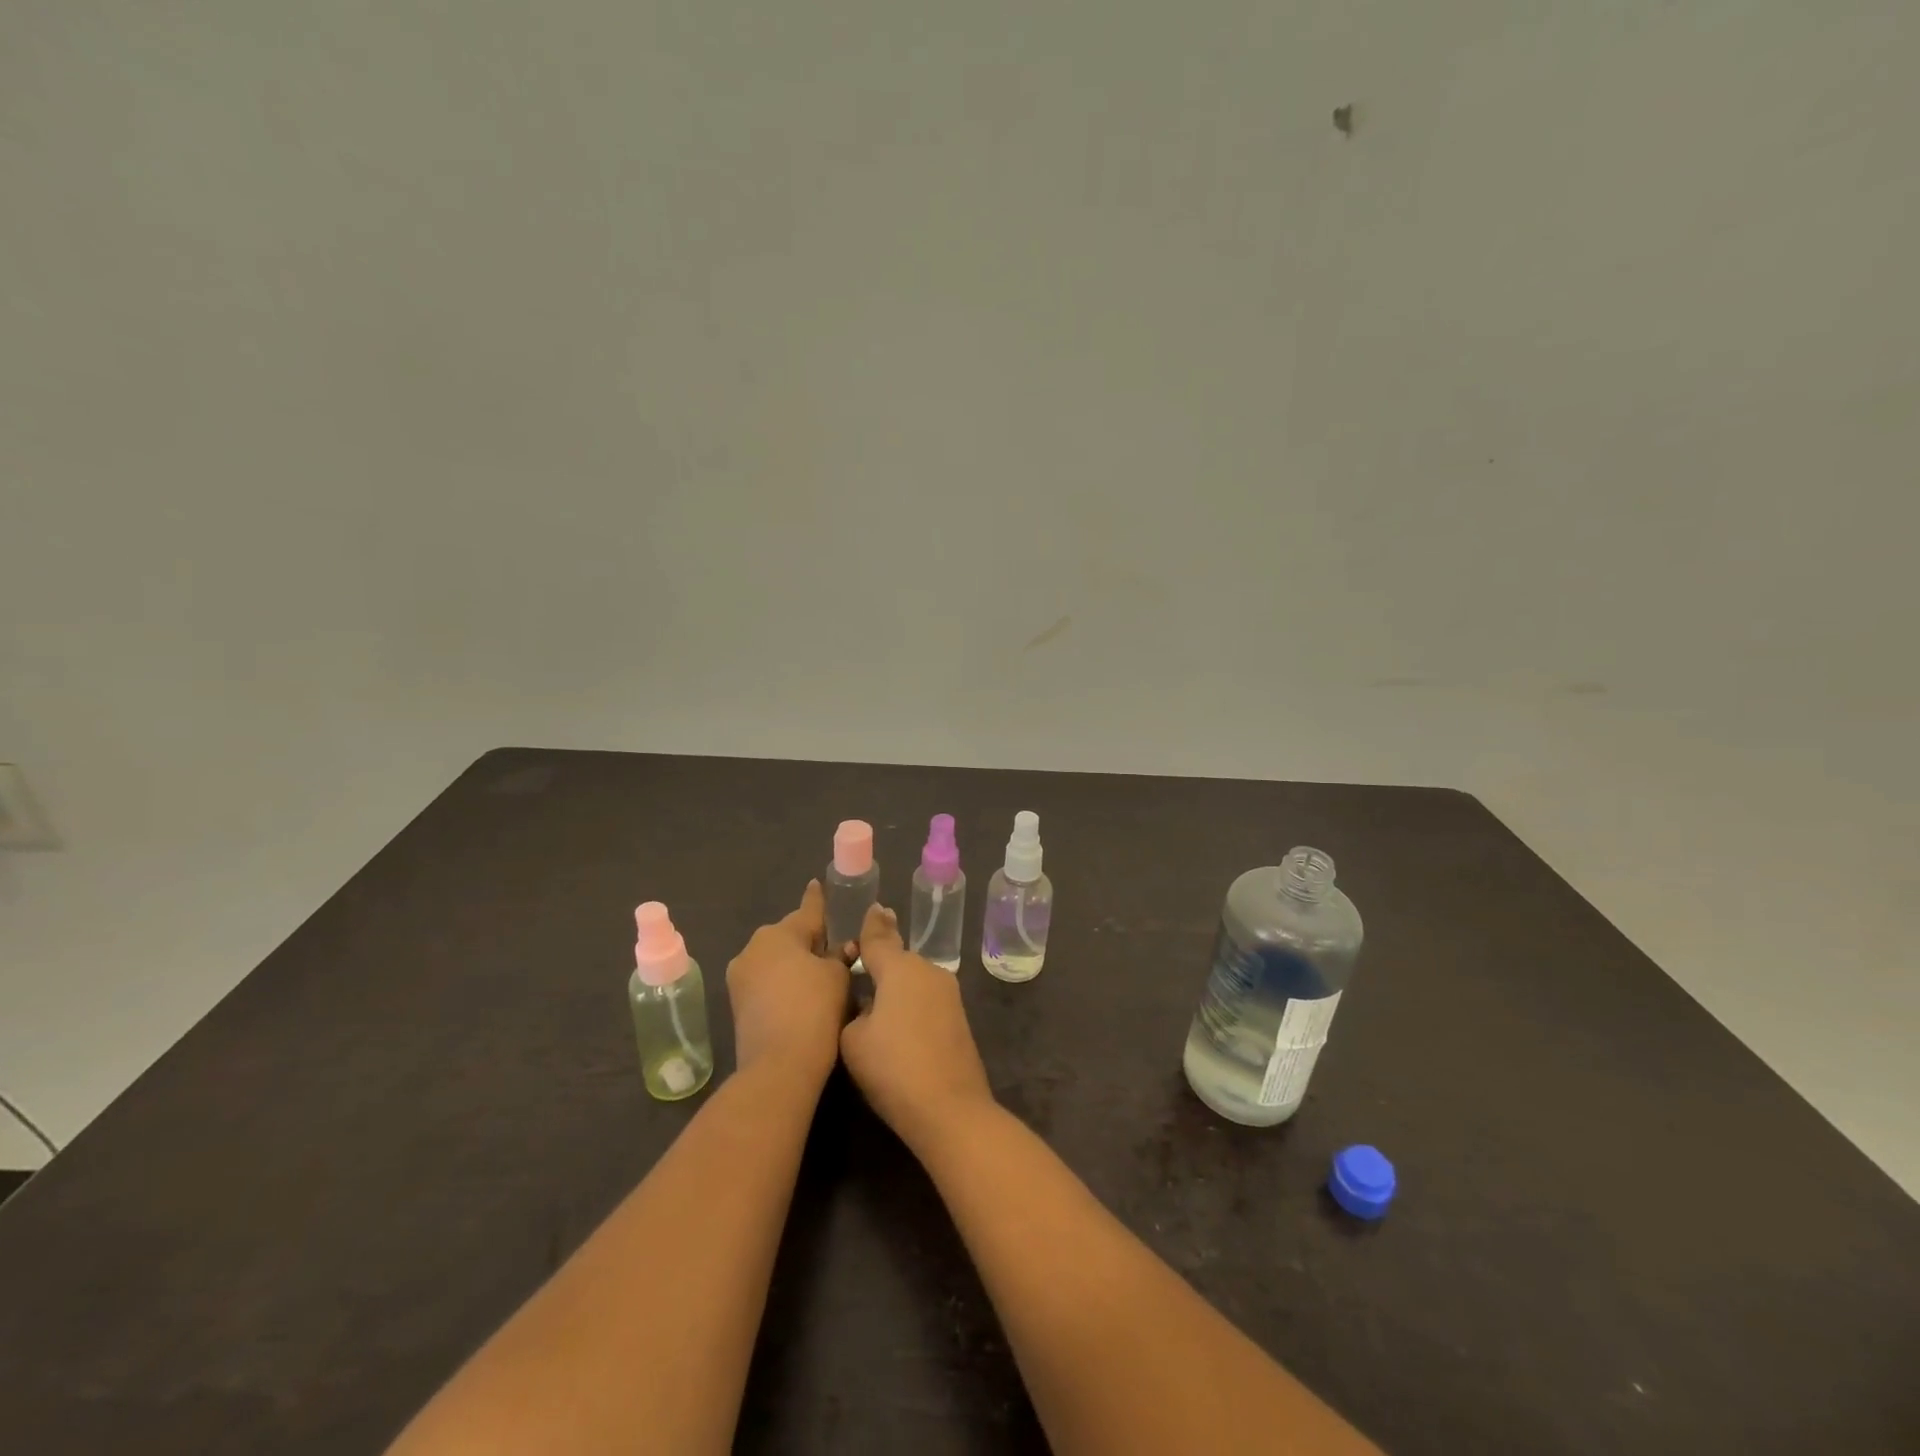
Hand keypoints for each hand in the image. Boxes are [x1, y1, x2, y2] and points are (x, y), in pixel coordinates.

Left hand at [727, 881, 850, 1085]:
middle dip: (809, 938)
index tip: (817, 884)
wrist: (778, 1066)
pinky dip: (783, 982)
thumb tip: (843, 949)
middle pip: (789, 935)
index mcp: (779, 933)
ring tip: (820, 973)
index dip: (817, 899)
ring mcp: (740, 977)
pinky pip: (766, 980)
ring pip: (775, 959)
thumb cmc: (814, 1009)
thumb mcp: (838, 976)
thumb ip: (841, 956)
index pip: (807, 910)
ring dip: (795, 962)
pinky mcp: (737, 1004)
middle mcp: (753, 947)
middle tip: (834, 946)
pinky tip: (802, 993)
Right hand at [840, 903, 995, 1150]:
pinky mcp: (958, 1018)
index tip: (871, 907)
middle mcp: (929, 971)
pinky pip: (925, 998)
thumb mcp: (853, 1039)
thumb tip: (868, 1003)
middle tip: (859, 965)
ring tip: (874, 997)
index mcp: (901, 968)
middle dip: (880, 960)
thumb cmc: (893, 1069)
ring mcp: (948, 994)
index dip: (870, 925)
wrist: (950, 1109)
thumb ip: (853, 1010)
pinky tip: (897, 1021)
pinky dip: (909, 1002)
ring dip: (896, 984)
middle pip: (898, 958)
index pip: (878, 938)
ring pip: (913, 979)